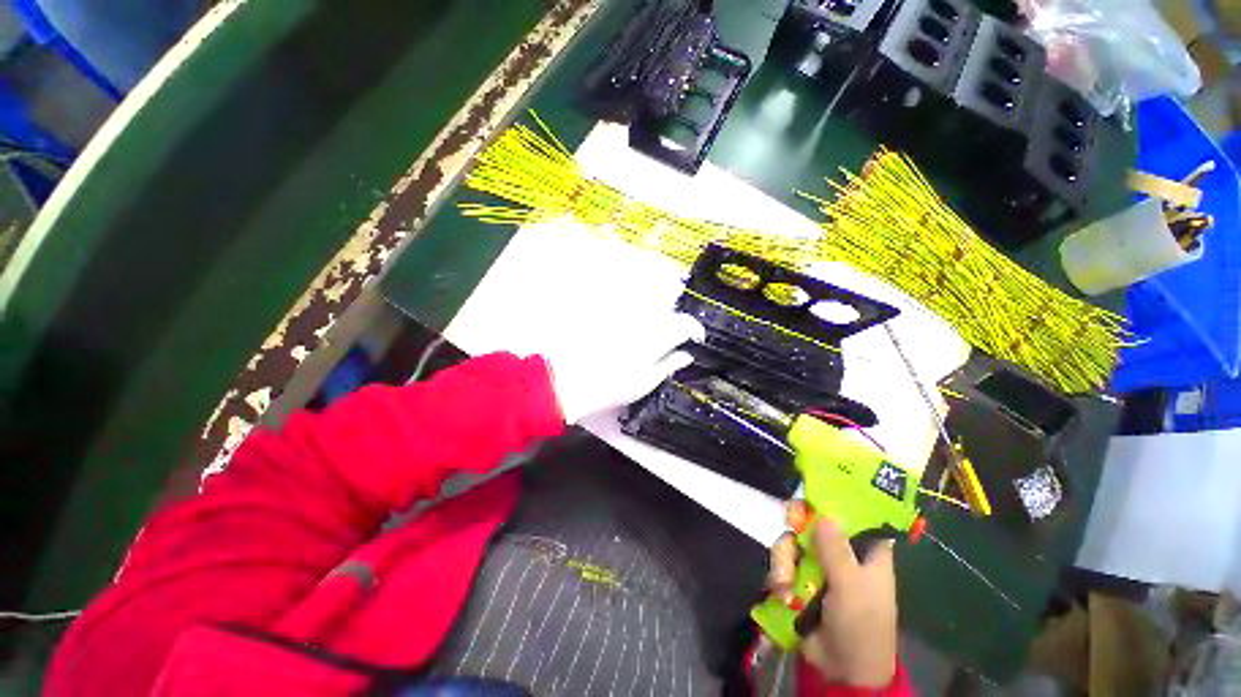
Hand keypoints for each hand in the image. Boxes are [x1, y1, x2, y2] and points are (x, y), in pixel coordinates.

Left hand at [546, 312, 704, 422]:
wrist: (569, 378)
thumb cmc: (610, 386)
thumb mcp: (645, 382)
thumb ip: (669, 365)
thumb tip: (687, 355)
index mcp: (656, 337)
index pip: (685, 324)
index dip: (694, 329)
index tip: (695, 338)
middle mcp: (642, 319)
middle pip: (668, 309)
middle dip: (676, 320)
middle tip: (674, 336)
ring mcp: (624, 313)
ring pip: (650, 305)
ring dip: (658, 314)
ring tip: (653, 331)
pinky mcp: (608, 312)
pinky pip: (630, 305)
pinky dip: (637, 313)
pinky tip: (631, 326)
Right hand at [768, 514, 897, 688]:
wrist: (841, 670)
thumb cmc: (860, 625)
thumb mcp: (851, 586)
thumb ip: (836, 550)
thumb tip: (823, 514)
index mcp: (865, 551)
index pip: (851, 513)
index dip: (831, 499)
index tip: (811, 496)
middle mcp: (840, 553)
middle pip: (812, 521)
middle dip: (797, 524)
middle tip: (790, 525)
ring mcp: (818, 566)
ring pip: (793, 542)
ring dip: (784, 561)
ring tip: (786, 585)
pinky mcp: (800, 580)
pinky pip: (782, 563)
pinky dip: (779, 577)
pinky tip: (783, 594)